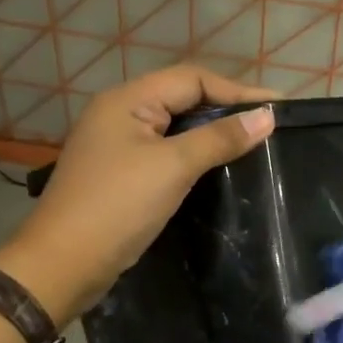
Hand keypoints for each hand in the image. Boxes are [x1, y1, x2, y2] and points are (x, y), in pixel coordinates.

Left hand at [0, 64, 273, 322]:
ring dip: (211, 133)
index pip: (192, 79)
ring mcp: (117, 146)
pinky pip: (165, 154)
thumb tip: (267, 116)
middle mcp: (120, 114)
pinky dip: (193, 156)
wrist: (64, 263)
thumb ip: (219, 138)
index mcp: (127, 100)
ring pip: (174, 128)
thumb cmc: (119, 206)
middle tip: (268, 126)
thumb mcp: (173, 167)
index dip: (237, 90)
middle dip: (226, 109)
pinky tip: (217, 170)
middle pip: (182, 99)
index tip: (278, 108)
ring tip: (251, 145)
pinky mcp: (120, 175)